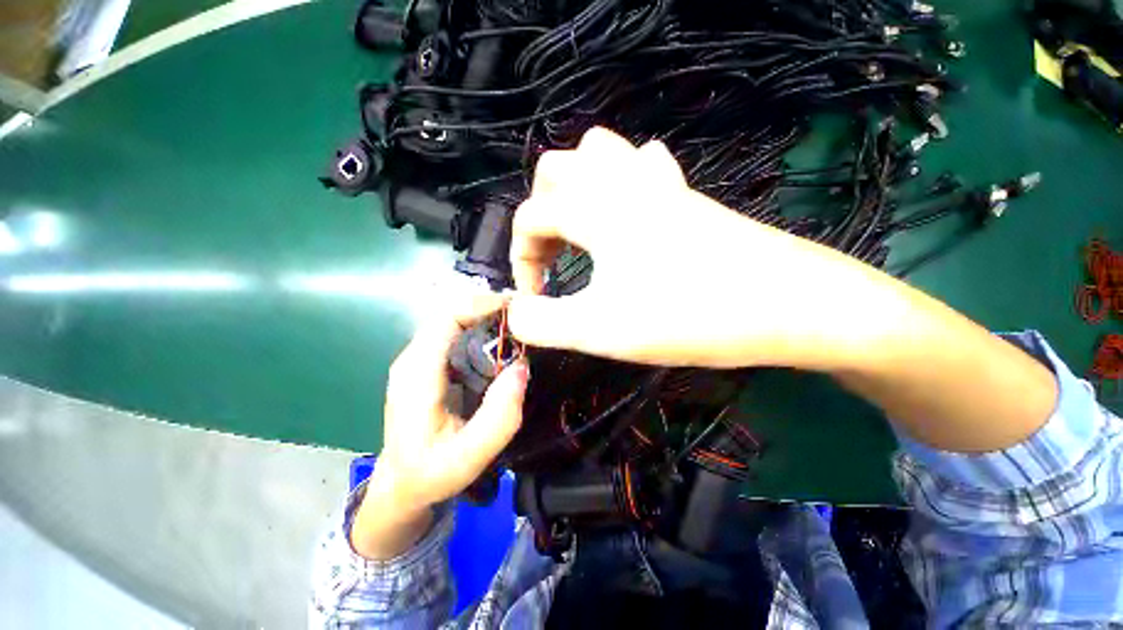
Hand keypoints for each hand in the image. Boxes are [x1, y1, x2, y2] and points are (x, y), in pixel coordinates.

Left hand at [351, 293, 528, 558]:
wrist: (401, 484)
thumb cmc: (431, 474)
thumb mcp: (469, 457)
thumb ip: (499, 417)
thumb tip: (522, 366)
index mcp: (416, 373)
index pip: (446, 318)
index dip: (482, 305)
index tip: (518, 308)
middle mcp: (414, 357)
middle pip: (452, 313)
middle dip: (490, 307)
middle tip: (527, 315)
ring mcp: (420, 358)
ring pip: (456, 320)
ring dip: (488, 316)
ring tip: (521, 325)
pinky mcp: (430, 363)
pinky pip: (458, 333)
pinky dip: (483, 329)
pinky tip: (505, 341)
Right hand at [507, 127, 887, 370]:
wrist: (789, 306)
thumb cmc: (689, 315)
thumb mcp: (600, 330)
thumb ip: (542, 323)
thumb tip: (513, 313)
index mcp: (596, 207)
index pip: (530, 217)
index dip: (520, 260)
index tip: (534, 298)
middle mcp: (622, 181)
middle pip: (556, 168)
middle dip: (541, 213)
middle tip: (552, 257)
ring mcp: (659, 182)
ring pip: (598, 155)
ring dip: (576, 190)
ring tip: (579, 231)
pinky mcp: (685, 196)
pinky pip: (642, 165)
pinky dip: (621, 183)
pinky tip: (627, 215)